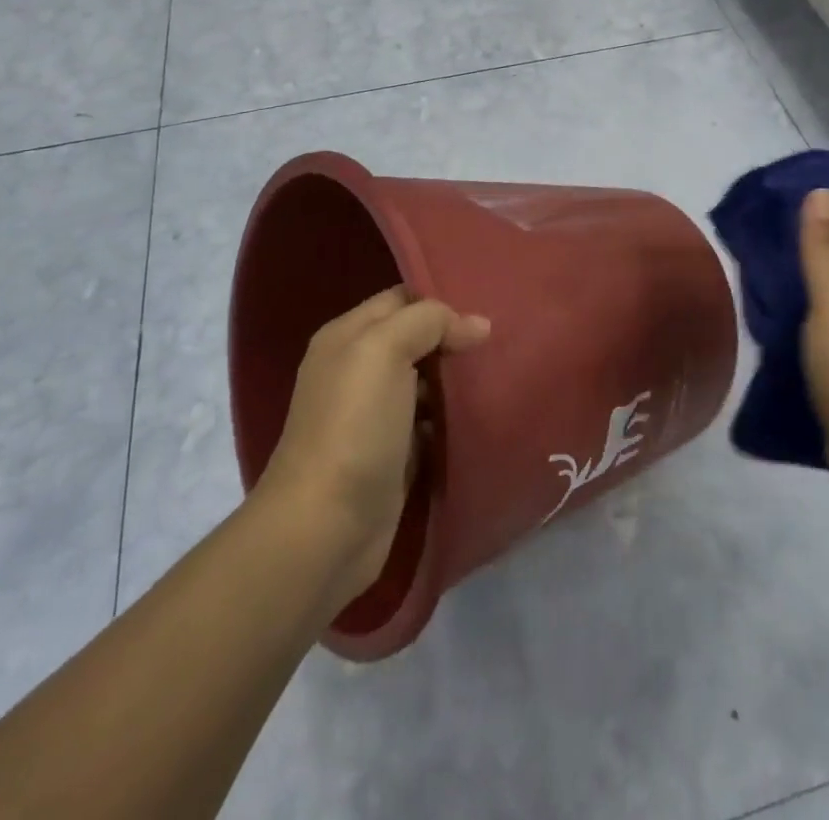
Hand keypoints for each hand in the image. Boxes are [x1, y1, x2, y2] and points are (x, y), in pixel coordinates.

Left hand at [255, 288, 489, 611]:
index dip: (441, 299)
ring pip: (426, 381)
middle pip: (416, 339)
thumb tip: (477, 324)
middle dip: (454, 338)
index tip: (487, 304)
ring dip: (458, 379)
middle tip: (502, 339)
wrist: (325, 529)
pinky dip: (453, 417)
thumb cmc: (353, 427)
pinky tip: (483, 413)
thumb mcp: (384, 352)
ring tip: (503, 371)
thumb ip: (428, 322)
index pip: (401, 299)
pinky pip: (430, 422)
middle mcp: (357, 370)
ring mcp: (374, 415)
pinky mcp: (393, 454)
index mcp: (347, 336)